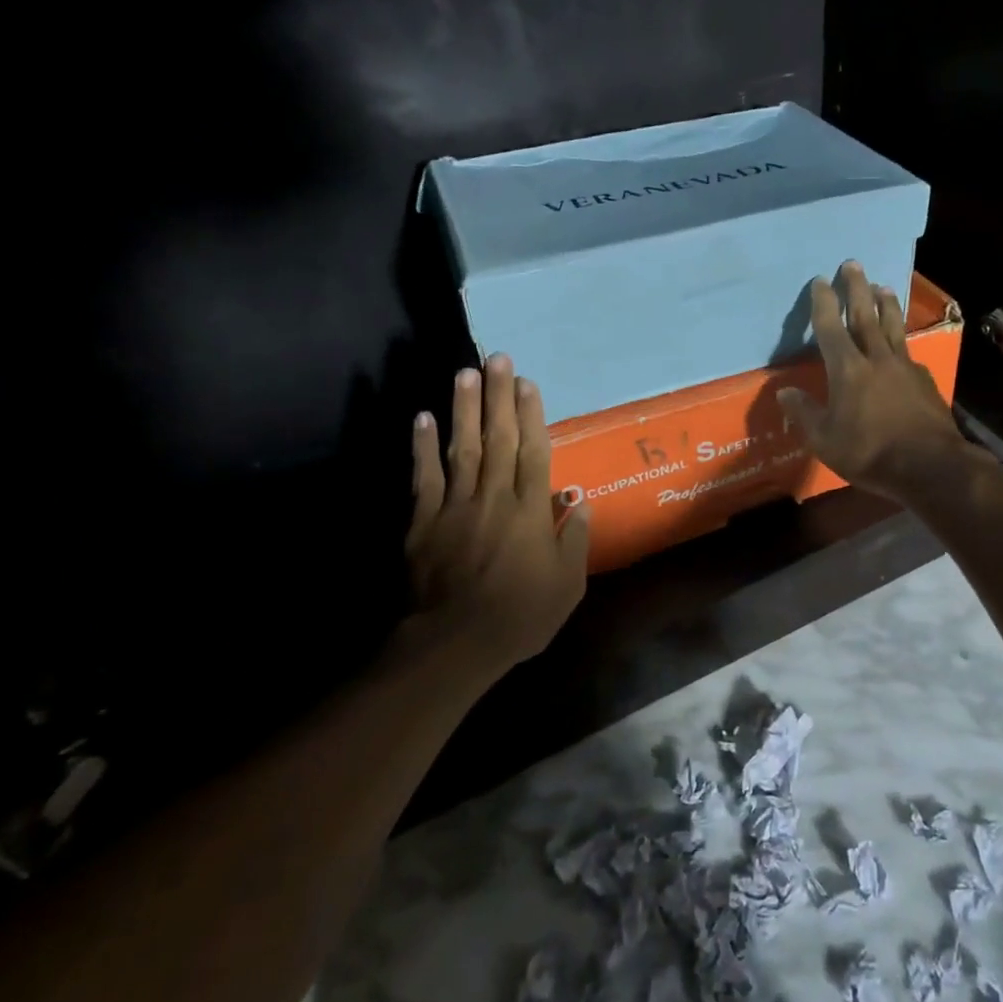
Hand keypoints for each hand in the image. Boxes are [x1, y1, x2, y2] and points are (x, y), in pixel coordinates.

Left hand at [403, 355, 589, 674]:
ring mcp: (456, 506)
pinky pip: (425, 477)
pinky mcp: (424, 521)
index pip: (534, 452)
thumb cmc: (520, 616)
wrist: (455, 643)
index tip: (528, 383)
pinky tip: (423, 417)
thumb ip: (575, 540)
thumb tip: (579, 499)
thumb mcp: (567, 586)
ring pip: (463, 448)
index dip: (532, 415)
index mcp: (531, 512)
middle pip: (499, 439)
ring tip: (466, 372)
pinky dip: (423, 447)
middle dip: (499, 397)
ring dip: (465, 409)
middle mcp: (495, 498)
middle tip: (498, 358)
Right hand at [777, 262, 976, 503]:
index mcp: (848, 370)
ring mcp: (905, 368)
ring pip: (892, 328)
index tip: (820, 281)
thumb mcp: (825, 440)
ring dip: (885, 305)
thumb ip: (805, 413)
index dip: (824, 303)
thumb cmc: (869, 453)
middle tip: (853, 263)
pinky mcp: (924, 381)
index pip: (831, 329)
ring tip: (882, 286)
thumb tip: (785, 392)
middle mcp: (877, 360)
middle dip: (857, 289)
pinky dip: (901, 339)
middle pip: (865, 317)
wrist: (929, 466)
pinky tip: (902, 341)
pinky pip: (908, 351)